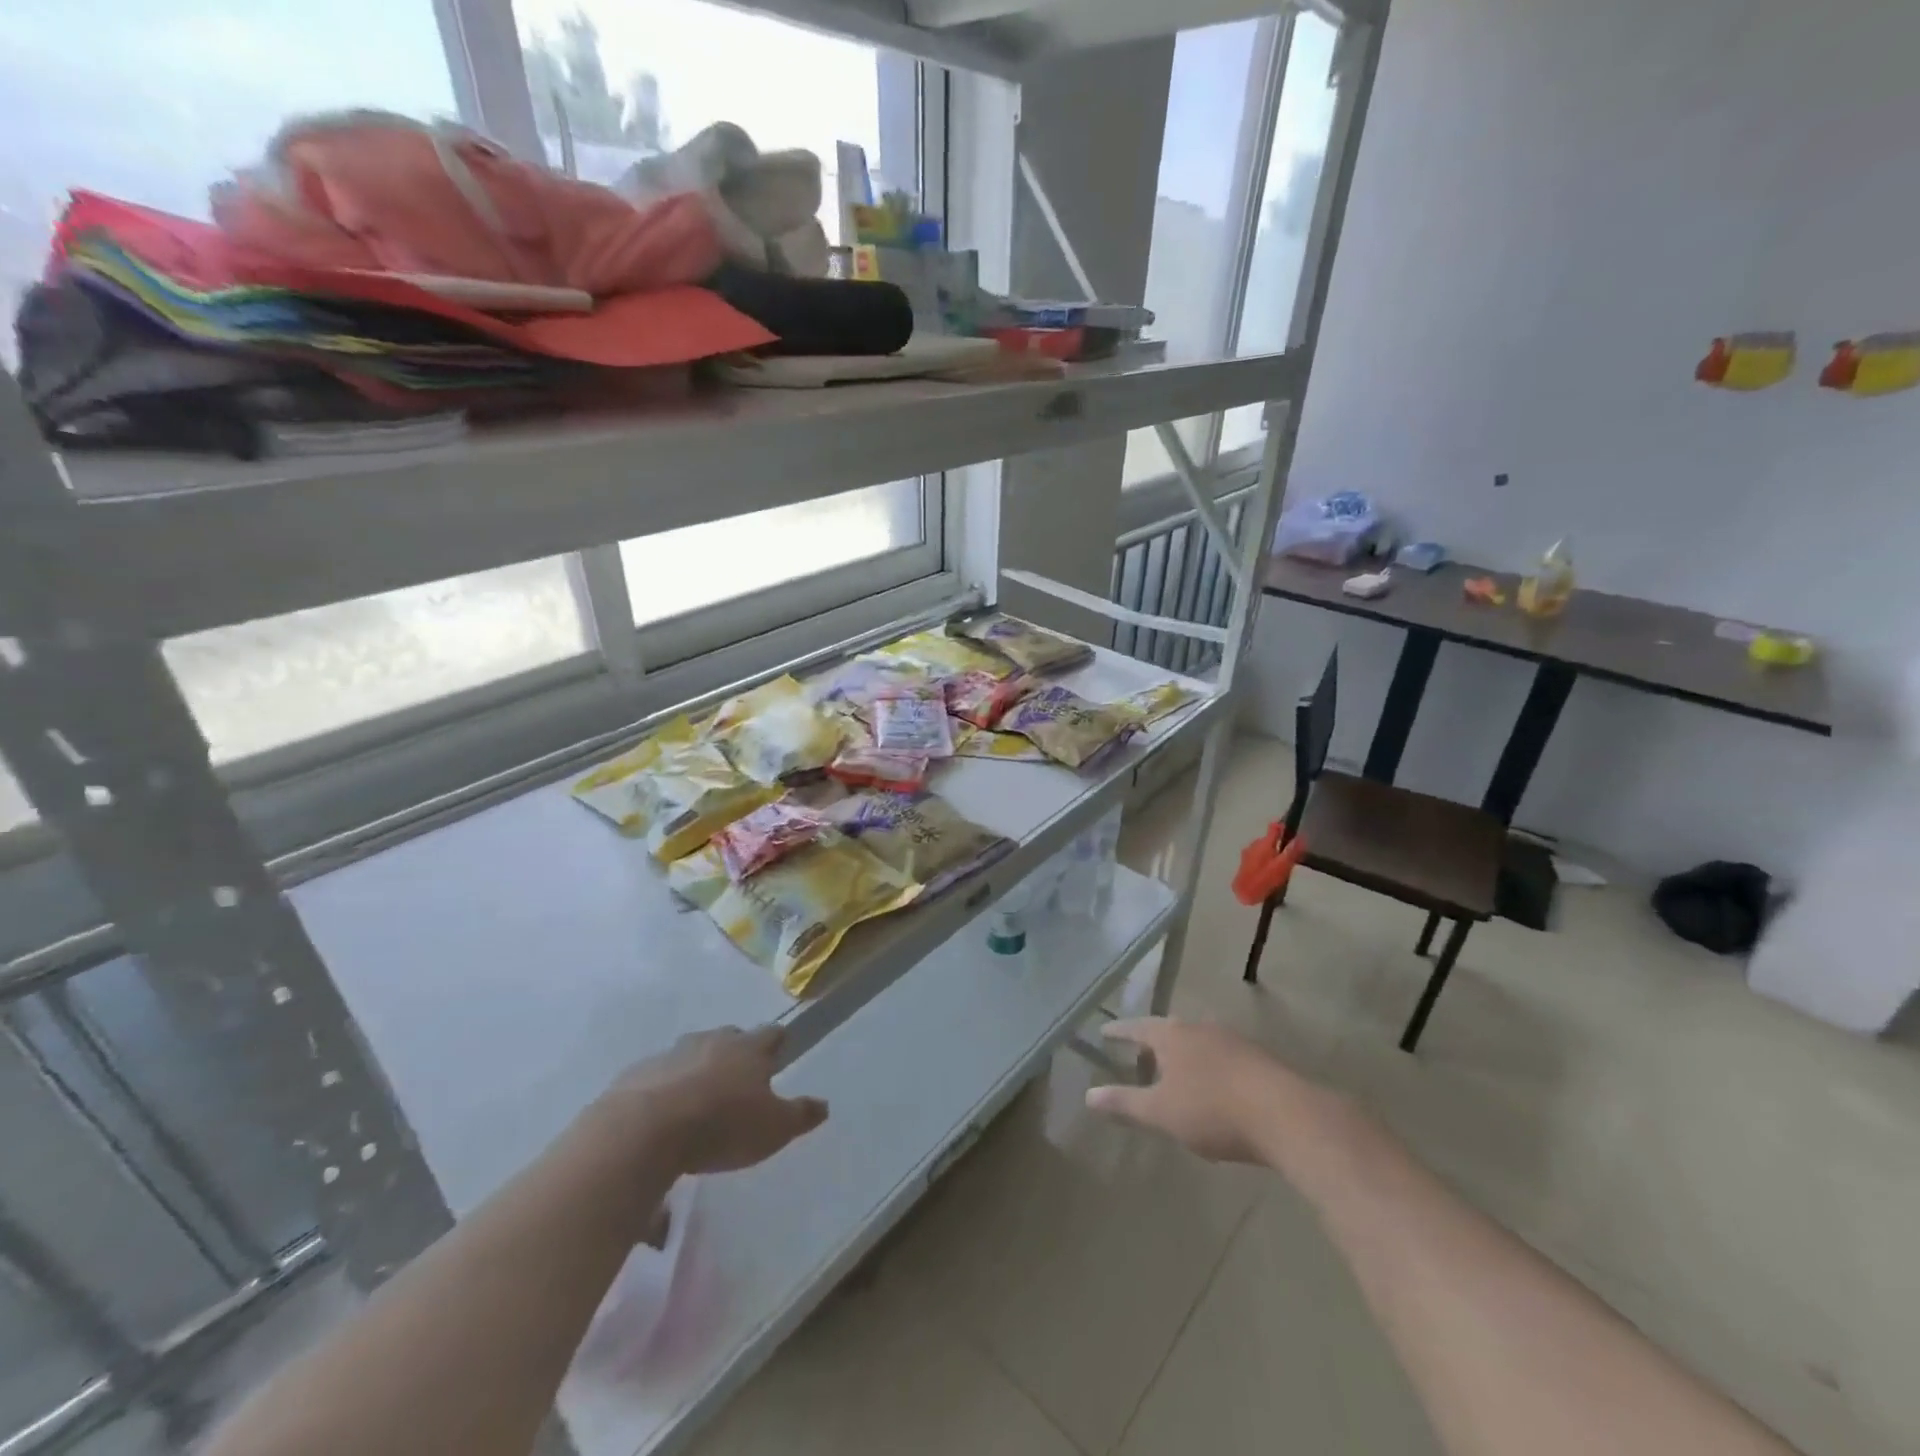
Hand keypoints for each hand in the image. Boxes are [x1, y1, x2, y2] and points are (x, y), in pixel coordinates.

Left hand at [602, 1026, 828, 1174]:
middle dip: (735, 1054)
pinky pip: (657, 1077)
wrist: (644, 1131)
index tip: (779, 1053)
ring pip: (691, 1054)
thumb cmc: (721, 1126)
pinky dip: (663, 1090)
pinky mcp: (636, 1074)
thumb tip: (824, 1104)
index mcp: (749, 1049)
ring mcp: (671, 1053)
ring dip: (697, 1071)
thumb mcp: (773, 1129)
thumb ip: (800, 1115)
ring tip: (697, 1102)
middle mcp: (712, 1041)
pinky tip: (661, 1119)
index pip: (772, 1034)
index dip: (777, 1043)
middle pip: (730, 1038)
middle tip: (738, 1080)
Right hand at [1085, 1018, 1286, 1163]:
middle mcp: (1200, 1028)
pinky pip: (1222, 1056)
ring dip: (1184, 1054)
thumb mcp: (1161, 1112)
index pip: (1137, 1027)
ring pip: (1198, 1042)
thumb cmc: (1213, 1111)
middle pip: (1169, 1030)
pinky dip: (1209, 1067)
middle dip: (1153, 1042)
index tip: (1104, 1032)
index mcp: (1172, 1036)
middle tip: (1140, 1055)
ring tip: (1175, 1072)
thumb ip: (1125, 1103)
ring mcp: (1232, 1040)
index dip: (1119, 1032)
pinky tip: (1214, 1088)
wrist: (1286, 1115)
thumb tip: (1088, 1096)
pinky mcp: (1258, 1059)